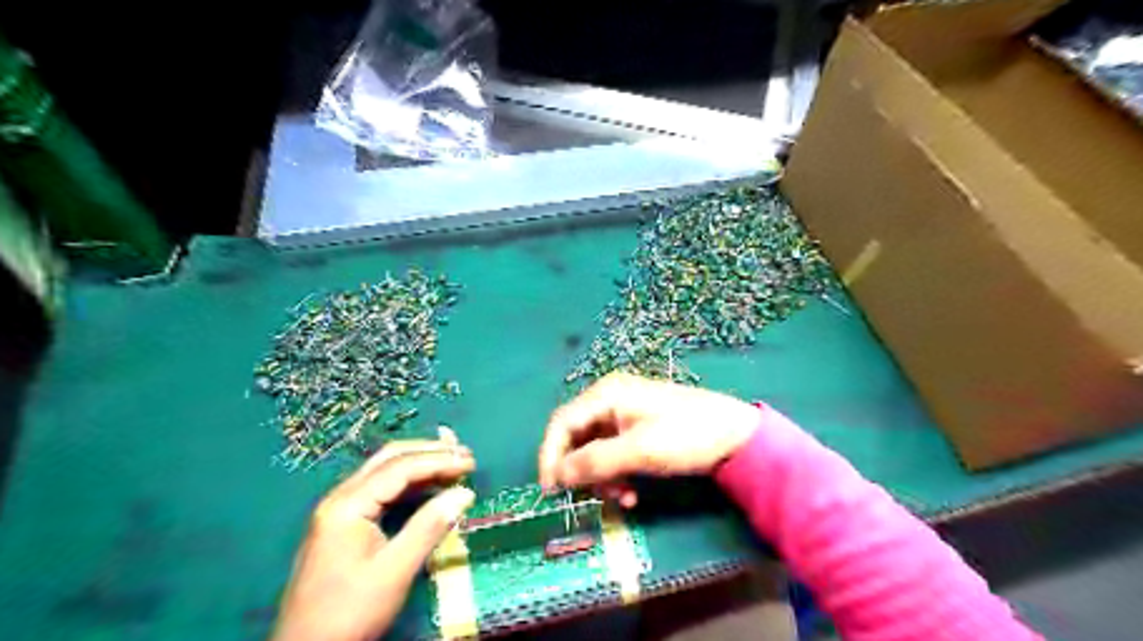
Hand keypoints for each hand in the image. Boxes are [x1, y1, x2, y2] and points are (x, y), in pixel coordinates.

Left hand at [274, 429, 475, 639]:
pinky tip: (429, 486)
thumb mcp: (395, 571)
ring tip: (454, 463)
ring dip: (420, 464)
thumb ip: (429, 526)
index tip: (470, 462)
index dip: (438, 460)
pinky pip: (380, 490)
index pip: (400, 468)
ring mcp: (339, 510)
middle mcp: (340, 498)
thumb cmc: (350, 612)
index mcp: (348, 505)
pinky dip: (409, 483)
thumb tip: (465, 493)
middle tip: (464, 454)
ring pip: (384, 472)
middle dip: (429, 452)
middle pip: (389, 459)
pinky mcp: (343, 525)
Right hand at [542, 373, 761, 503]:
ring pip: (594, 449)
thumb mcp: (639, 451)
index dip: (551, 456)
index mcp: (606, 394)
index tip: (551, 490)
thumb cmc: (686, 435)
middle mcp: (610, 399)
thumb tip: (556, 476)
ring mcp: (625, 413)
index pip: (562, 423)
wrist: (735, 435)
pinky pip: (613, 453)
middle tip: (588, 499)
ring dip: (601, 477)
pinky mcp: (638, 429)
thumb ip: (595, 462)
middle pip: (577, 437)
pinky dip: (616, 474)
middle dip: (581, 470)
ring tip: (621, 499)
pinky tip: (631, 494)